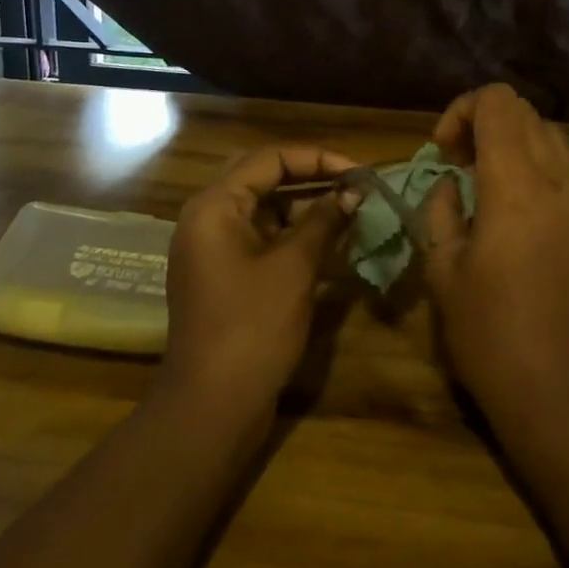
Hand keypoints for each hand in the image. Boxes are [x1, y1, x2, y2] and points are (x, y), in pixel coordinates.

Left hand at [160, 145, 360, 419]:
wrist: (212, 408)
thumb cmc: (252, 328)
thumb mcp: (294, 267)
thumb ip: (324, 220)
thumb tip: (353, 191)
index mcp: (214, 206)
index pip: (270, 158)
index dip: (318, 159)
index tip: (360, 172)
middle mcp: (208, 218)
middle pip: (264, 178)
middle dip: (313, 178)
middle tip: (355, 186)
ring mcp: (214, 248)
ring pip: (265, 209)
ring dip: (306, 206)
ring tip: (351, 210)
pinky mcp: (225, 274)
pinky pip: (262, 237)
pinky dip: (294, 234)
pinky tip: (330, 241)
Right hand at [422, 85, 568, 425]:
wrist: (559, 395)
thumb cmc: (489, 335)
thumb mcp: (443, 272)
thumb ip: (441, 212)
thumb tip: (450, 185)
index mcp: (515, 186)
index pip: (498, 103)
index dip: (462, 109)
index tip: (442, 151)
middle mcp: (554, 184)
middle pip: (525, 111)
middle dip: (484, 120)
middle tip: (456, 161)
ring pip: (549, 135)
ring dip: (511, 139)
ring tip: (481, 178)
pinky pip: (562, 169)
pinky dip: (532, 164)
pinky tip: (508, 207)